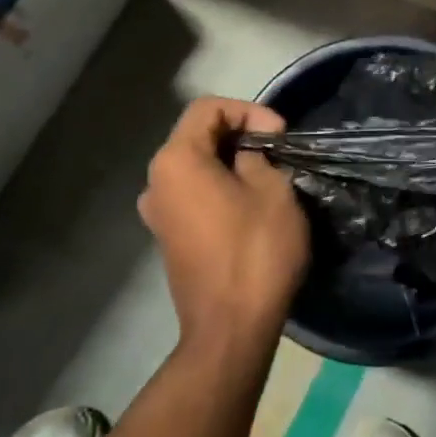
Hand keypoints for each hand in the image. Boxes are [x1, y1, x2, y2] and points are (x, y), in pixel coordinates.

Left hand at [138, 97, 309, 350]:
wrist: (231, 328)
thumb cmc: (255, 250)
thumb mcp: (272, 189)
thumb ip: (258, 156)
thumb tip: (247, 155)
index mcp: (176, 161)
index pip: (208, 108)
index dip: (248, 110)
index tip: (279, 135)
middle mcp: (156, 182)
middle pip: (198, 135)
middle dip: (241, 134)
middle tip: (279, 150)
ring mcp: (158, 213)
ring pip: (196, 166)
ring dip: (232, 162)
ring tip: (270, 175)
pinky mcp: (168, 238)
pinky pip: (194, 194)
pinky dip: (221, 187)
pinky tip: (251, 203)